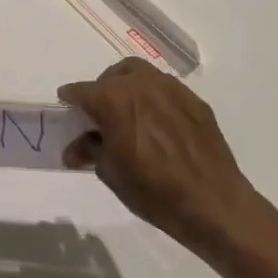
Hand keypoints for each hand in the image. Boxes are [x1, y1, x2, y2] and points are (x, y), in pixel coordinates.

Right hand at [58, 57, 271, 249]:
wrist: (211, 202)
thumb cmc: (152, 190)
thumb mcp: (111, 173)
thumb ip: (90, 151)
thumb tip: (74, 149)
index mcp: (113, 100)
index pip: (82, 91)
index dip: (70, 99)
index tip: (66, 106)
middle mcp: (141, 85)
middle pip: (113, 75)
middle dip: (101, 89)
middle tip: (99, 113)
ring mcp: (172, 90)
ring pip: (142, 75)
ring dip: (128, 87)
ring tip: (128, 113)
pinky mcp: (195, 102)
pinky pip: (166, 90)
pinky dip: (154, 98)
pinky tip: (157, 123)